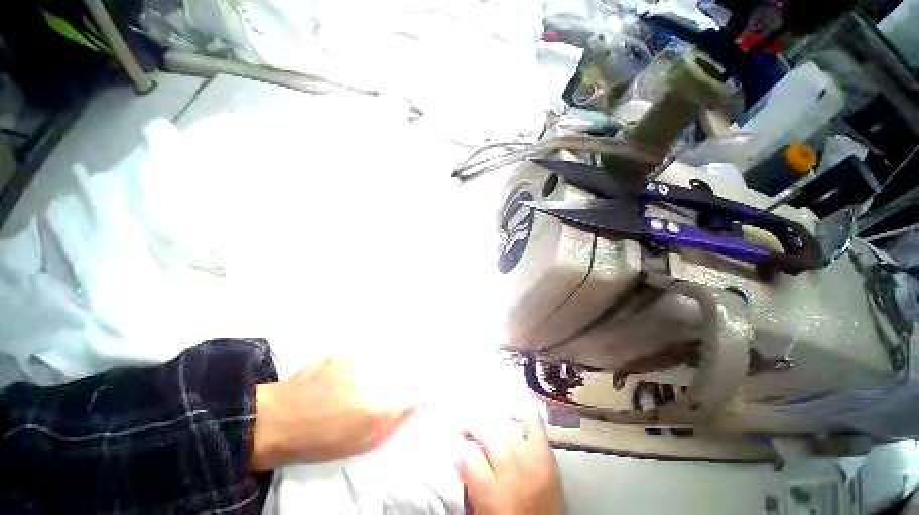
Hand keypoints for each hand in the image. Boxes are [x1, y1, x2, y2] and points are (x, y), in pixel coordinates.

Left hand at [251, 358, 418, 469]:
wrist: (276, 421)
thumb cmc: (319, 441)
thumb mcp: (361, 444)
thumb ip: (393, 423)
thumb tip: (415, 403)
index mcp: (377, 407)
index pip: (412, 391)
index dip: (413, 392)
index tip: (410, 394)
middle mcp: (371, 380)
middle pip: (398, 372)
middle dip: (395, 379)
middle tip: (376, 392)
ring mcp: (356, 363)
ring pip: (381, 362)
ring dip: (377, 370)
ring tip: (357, 383)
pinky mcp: (343, 353)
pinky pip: (362, 357)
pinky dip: (360, 364)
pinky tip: (344, 375)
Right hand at [458, 413, 563, 514]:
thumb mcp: (481, 513)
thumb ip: (470, 485)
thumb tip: (460, 457)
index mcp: (492, 496)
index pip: (467, 457)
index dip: (460, 451)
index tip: (459, 451)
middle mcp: (512, 473)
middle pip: (486, 435)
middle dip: (472, 427)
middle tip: (465, 430)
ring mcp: (532, 460)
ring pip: (505, 426)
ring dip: (492, 421)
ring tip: (486, 423)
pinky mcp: (547, 454)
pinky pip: (534, 423)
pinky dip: (522, 414)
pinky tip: (512, 415)